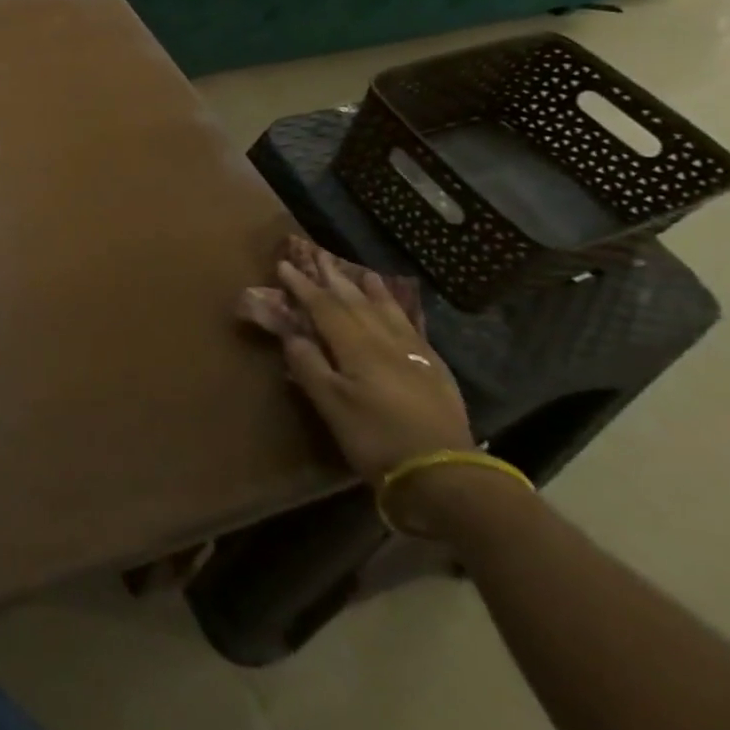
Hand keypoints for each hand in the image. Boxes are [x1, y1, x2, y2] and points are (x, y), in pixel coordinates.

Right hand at [267, 257, 474, 483]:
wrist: (444, 473)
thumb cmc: (376, 438)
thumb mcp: (332, 405)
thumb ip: (310, 366)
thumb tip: (292, 334)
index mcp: (357, 347)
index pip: (324, 307)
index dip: (303, 286)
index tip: (285, 265)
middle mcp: (385, 341)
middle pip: (356, 302)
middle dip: (334, 279)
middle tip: (319, 256)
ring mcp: (415, 354)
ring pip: (389, 312)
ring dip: (372, 291)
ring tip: (363, 272)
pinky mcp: (435, 371)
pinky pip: (413, 329)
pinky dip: (401, 313)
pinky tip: (401, 313)